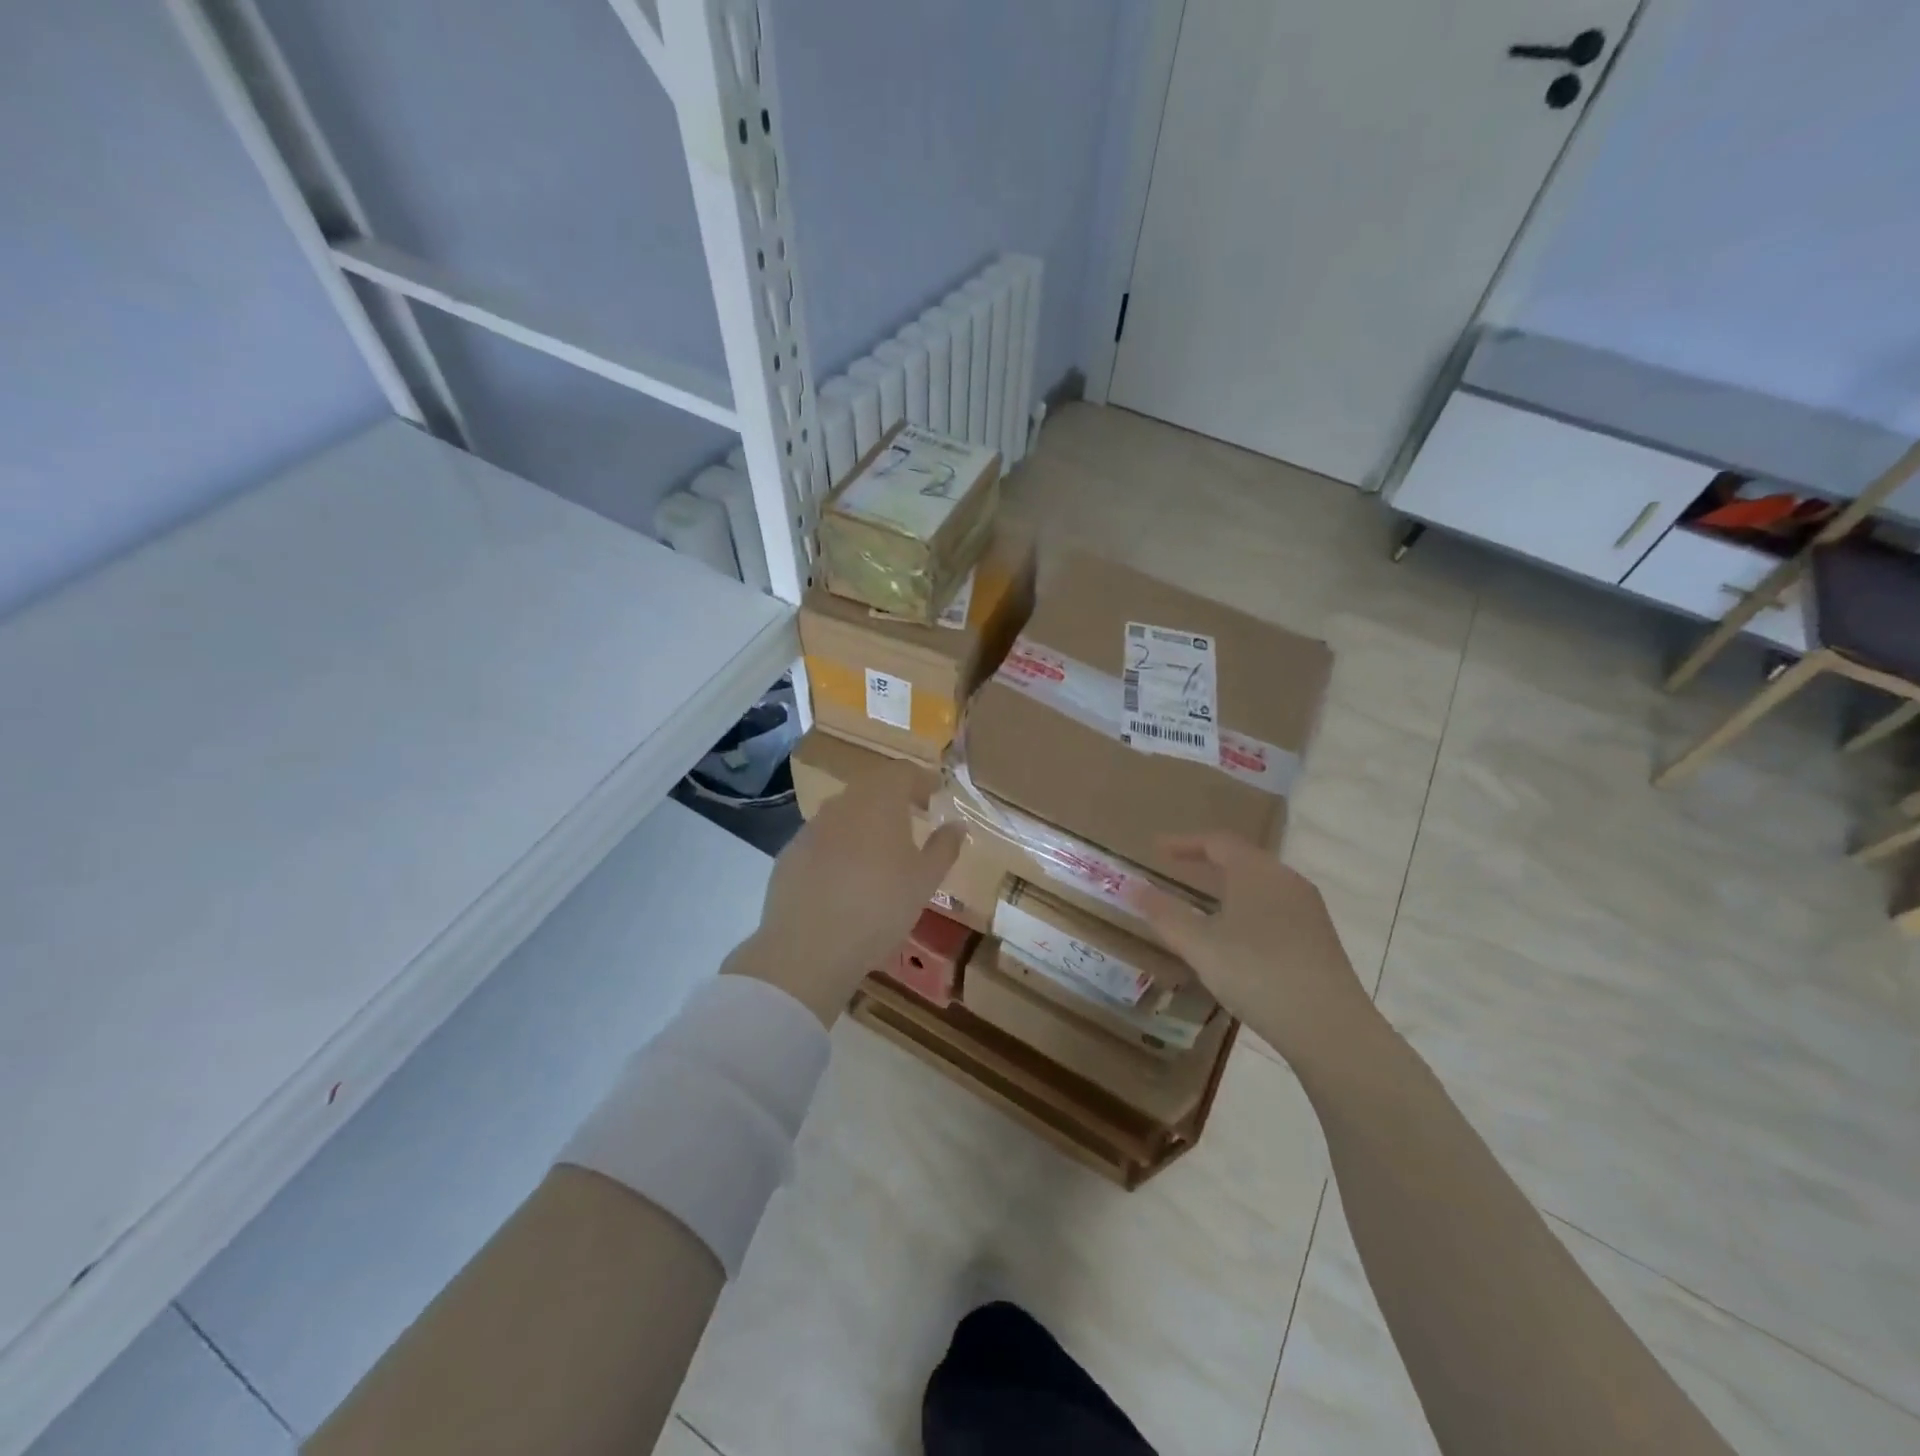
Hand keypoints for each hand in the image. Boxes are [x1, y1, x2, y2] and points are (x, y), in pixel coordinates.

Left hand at [725, 758, 963, 1025]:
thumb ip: (944, 847)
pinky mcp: (789, 854)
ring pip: (844, 813)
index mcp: (879, 801)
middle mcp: (842, 804)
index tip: (936, 795)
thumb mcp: (925, 881)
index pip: (902, 771)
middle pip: (871, 788)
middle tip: (912, 818)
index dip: (921, 779)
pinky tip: (846, 877)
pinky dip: (839, 846)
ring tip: (880, 850)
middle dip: (894, 798)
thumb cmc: (880, 907)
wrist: (808, 948)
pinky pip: (822, 839)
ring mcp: (810, 828)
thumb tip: (957, 825)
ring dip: (865, 822)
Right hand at [1133, 833, 1377, 1068]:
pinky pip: (1275, 906)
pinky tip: (1239, 936)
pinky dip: (1248, 907)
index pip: (1217, 842)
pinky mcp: (1320, 937)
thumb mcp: (1199, 945)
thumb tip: (1131, 887)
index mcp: (1256, 871)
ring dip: (1229, 886)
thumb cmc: (1257, 973)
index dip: (1184, 843)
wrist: (1330, 1027)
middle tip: (1178, 869)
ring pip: (1261, 884)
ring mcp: (1308, 909)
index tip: (1157, 849)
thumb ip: (1164, 914)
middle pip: (1242, 858)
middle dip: (1207, 861)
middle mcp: (1286, 880)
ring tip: (1205, 902)